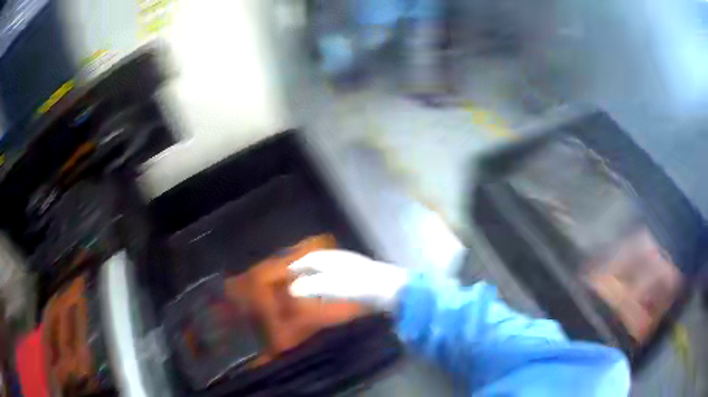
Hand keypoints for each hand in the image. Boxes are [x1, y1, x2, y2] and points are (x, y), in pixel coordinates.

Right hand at [289, 250, 408, 311]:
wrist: (392, 289)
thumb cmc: (359, 286)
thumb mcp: (331, 286)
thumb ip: (310, 286)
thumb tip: (292, 288)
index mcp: (332, 259)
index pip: (310, 258)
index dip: (297, 265)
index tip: (286, 273)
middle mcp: (342, 259)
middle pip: (319, 261)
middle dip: (307, 267)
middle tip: (296, 277)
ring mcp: (354, 267)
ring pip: (330, 268)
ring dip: (318, 274)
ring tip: (311, 285)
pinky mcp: (363, 277)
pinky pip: (340, 276)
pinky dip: (330, 281)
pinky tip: (332, 292)